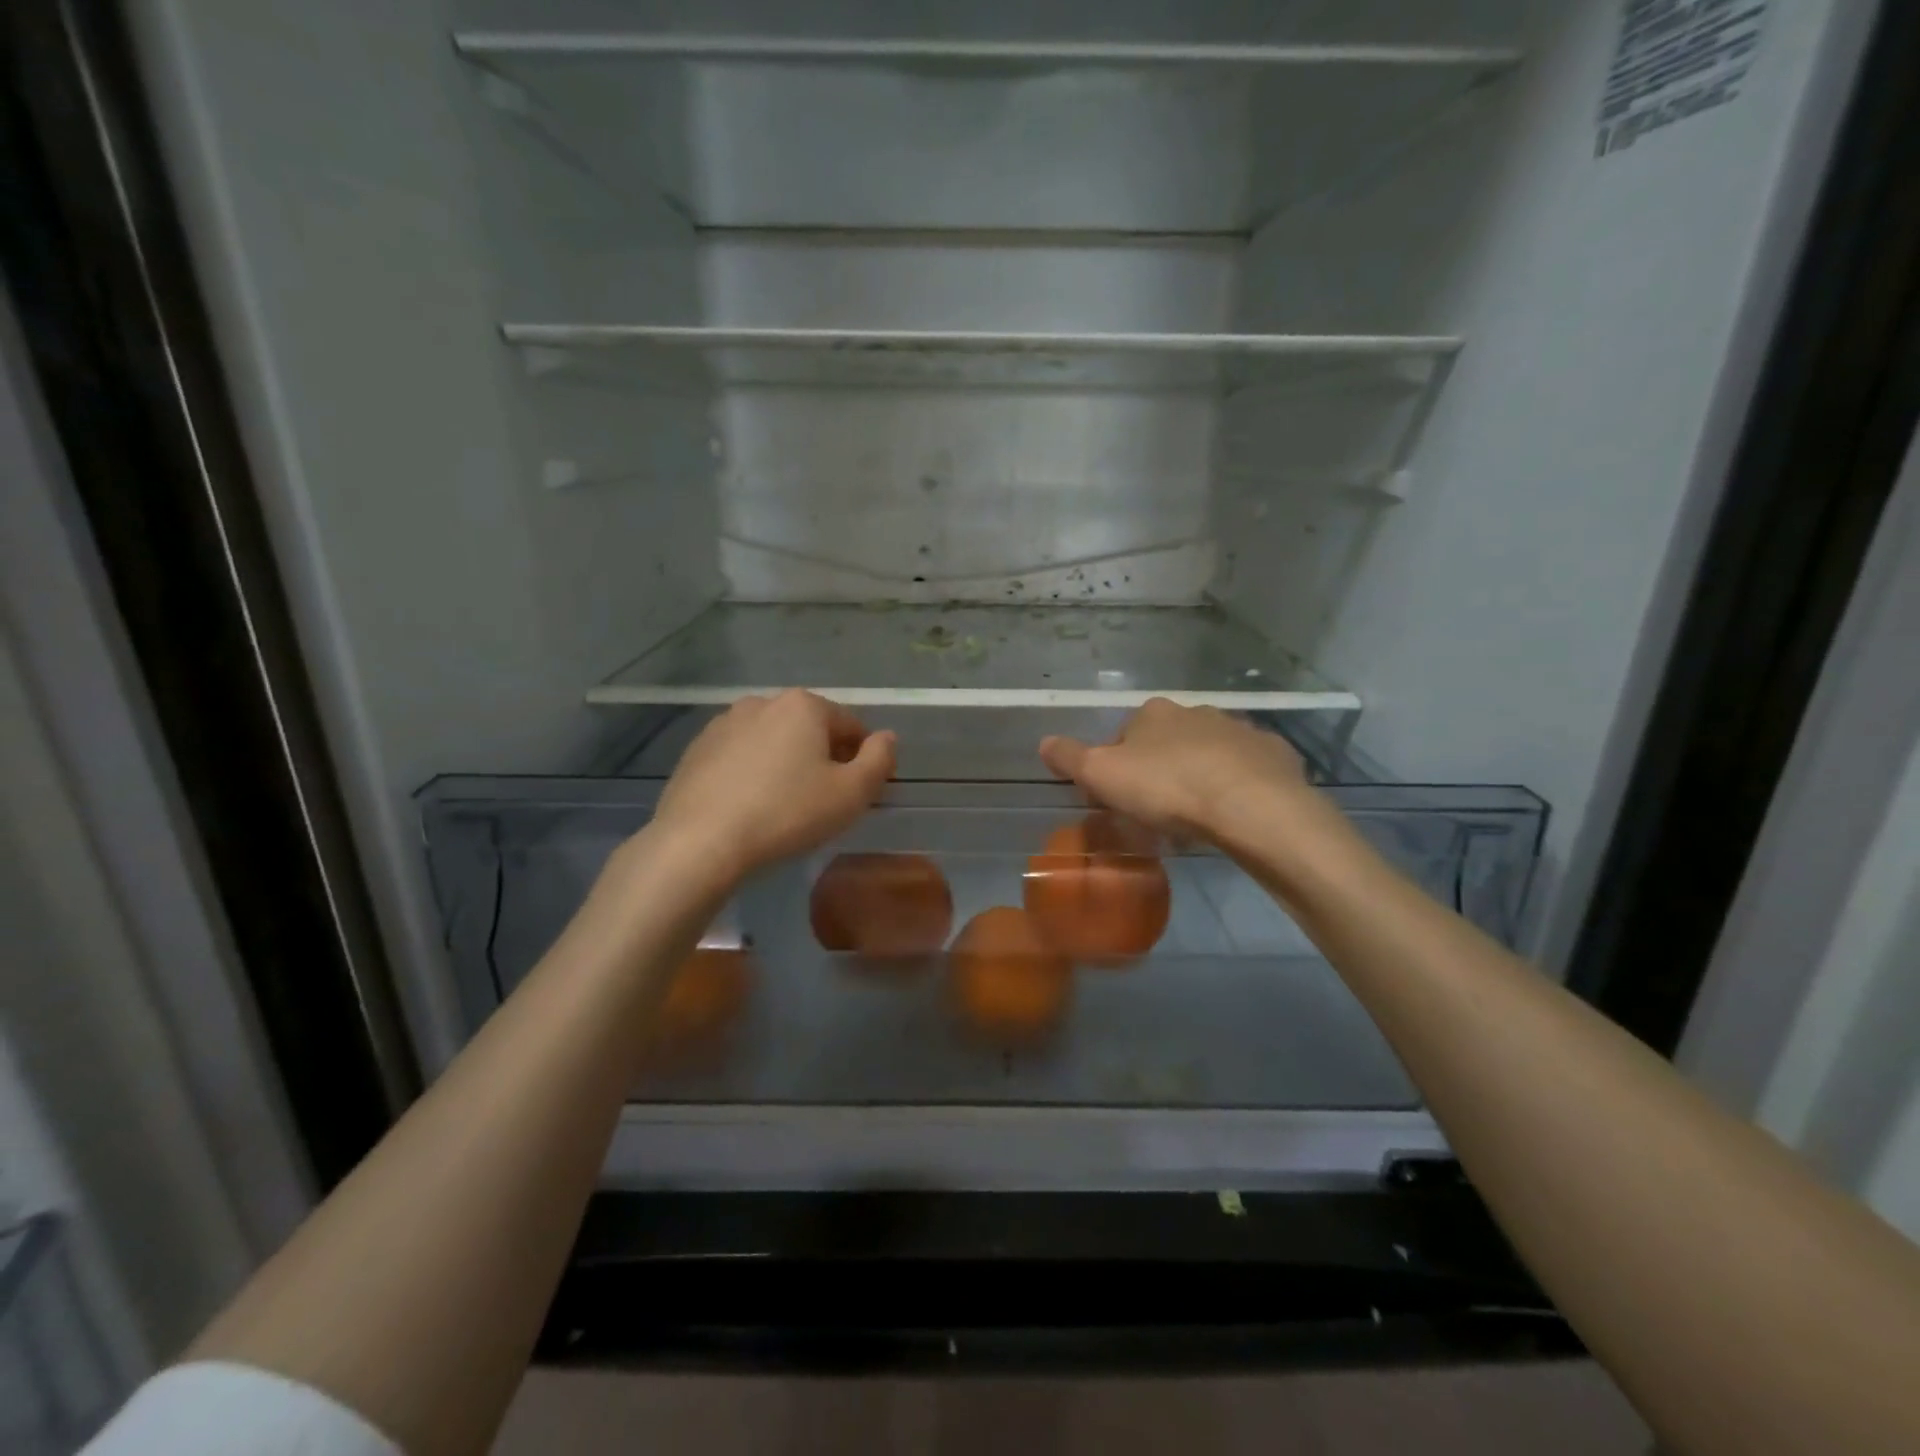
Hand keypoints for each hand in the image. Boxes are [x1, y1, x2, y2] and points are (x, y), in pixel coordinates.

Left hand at [647, 691, 895, 884]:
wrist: (699, 842)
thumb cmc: (787, 814)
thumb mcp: (851, 794)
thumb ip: (879, 760)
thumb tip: (887, 737)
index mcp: (803, 705)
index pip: (851, 726)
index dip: (863, 759)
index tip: (860, 793)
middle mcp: (763, 702)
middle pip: (810, 730)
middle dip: (824, 759)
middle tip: (825, 803)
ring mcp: (724, 724)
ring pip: (773, 742)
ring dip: (787, 764)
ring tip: (785, 807)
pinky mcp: (697, 750)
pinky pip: (740, 757)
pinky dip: (753, 774)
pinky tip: (751, 807)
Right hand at [1039, 698, 1316, 842]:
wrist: (1251, 807)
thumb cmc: (1167, 788)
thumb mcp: (1102, 775)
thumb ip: (1070, 757)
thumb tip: (1044, 743)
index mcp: (1153, 713)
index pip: (1124, 736)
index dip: (1117, 768)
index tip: (1118, 800)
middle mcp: (1197, 712)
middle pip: (1167, 743)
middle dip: (1160, 771)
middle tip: (1156, 813)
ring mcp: (1240, 731)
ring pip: (1209, 755)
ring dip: (1199, 778)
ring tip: (1195, 819)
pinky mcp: (1275, 755)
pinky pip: (1247, 771)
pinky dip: (1237, 787)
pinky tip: (1232, 815)